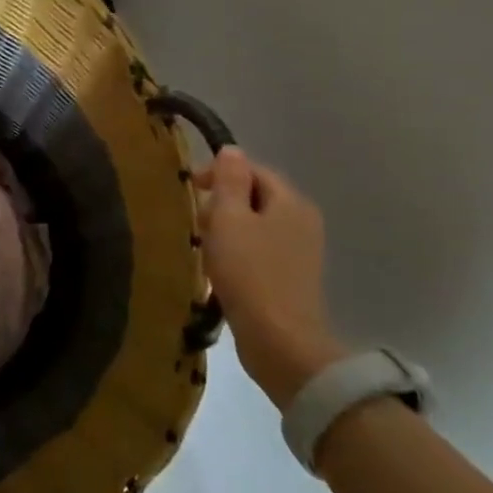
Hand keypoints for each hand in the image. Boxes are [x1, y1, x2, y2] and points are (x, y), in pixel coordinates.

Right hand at [198, 147, 345, 408]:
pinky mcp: (292, 278)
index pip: (252, 169)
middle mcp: (303, 221)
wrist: (279, 341)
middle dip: (221, 202)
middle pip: (255, 196)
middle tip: (194, 220)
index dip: (219, 173)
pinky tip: (219, 268)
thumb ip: (229, 181)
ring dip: (227, 229)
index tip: (188, 188)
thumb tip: (231, 150)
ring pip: (255, 224)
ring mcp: (301, 252)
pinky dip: (238, 251)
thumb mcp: (229, 219)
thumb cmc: (249, 272)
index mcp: (291, 202)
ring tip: (202, 244)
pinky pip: (259, 250)